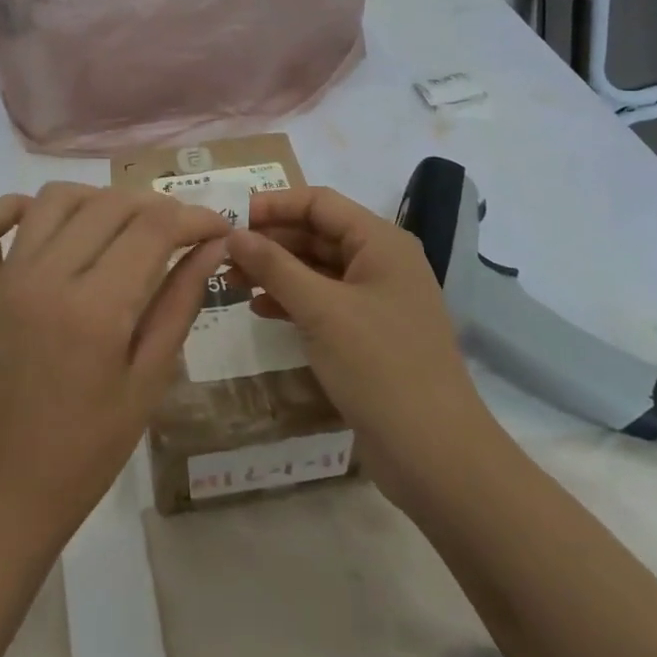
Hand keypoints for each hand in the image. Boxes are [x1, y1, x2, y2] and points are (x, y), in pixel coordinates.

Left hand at [0, 182, 229, 558]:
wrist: (2, 497)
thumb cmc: (86, 453)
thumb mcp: (148, 383)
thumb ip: (179, 304)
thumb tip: (211, 247)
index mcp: (96, 307)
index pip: (153, 227)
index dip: (194, 217)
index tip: (218, 227)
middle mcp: (46, 277)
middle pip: (109, 205)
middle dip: (155, 207)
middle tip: (180, 234)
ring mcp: (4, 281)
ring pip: (53, 201)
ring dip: (97, 200)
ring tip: (123, 228)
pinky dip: (7, 210)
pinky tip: (38, 221)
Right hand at [225, 187, 494, 510]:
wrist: (434, 453)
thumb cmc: (379, 366)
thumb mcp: (320, 310)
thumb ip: (274, 266)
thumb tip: (233, 234)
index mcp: (381, 243)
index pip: (319, 203)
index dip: (274, 205)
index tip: (230, 219)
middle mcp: (381, 262)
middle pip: (317, 233)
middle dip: (270, 241)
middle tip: (223, 255)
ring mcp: (376, 300)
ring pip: (317, 269)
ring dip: (276, 271)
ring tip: (231, 282)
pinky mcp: (368, 334)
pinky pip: (324, 301)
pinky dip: (292, 300)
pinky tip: (260, 310)